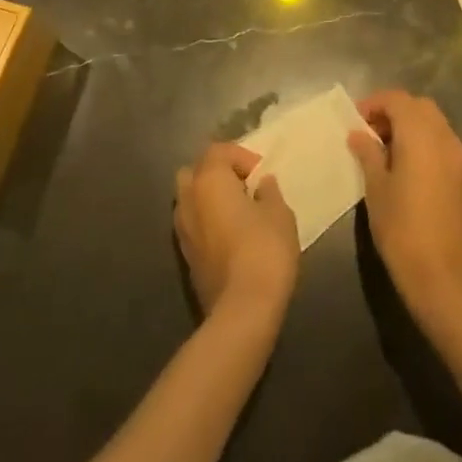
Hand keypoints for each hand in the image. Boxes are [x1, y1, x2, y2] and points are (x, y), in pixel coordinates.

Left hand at [173, 142, 298, 323]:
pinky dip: (206, 222)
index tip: (261, 175)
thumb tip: (262, 184)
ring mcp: (182, 229)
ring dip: (209, 198)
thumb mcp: (279, 214)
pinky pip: (193, 224)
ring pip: (190, 198)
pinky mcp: (184, 256)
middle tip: (243, 187)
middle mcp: (188, 198)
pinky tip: (229, 236)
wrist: (242, 310)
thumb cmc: (264, 251)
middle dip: (217, 173)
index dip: (241, 156)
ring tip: (236, 212)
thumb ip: (269, 192)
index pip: (218, 150)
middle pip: (196, 171)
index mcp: (209, 179)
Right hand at [349, 91, 461, 331]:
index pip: (397, 99)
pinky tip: (407, 169)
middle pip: (419, 107)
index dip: (374, 103)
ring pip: (434, 124)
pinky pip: (443, 144)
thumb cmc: (403, 230)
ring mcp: (460, 158)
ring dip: (410, 127)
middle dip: (394, 111)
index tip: (355, 121)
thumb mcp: (376, 189)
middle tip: (370, 132)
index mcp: (421, 135)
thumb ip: (368, 154)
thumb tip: (359, 134)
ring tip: (386, 151)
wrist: (447, 279)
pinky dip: (425, 143)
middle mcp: (445, 138)